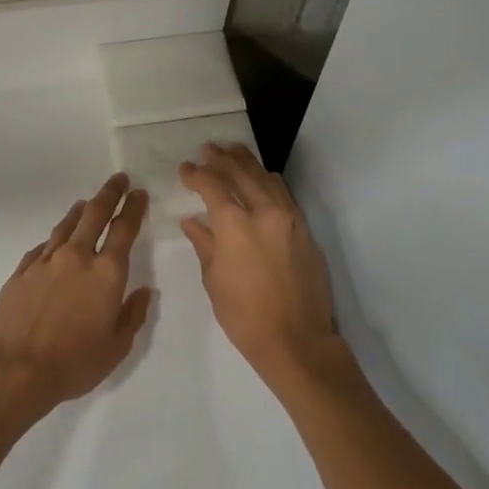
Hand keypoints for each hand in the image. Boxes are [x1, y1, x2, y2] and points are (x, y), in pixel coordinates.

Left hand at [0, 173, 153, 419]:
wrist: (15, 371)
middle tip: (118, 179)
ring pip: (66, 225)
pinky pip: (43, 246)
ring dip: (80, 210)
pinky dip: (55, 238)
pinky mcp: (21, 271)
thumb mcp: (116, 347)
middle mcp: (77, 257)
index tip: (138, 193)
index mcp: (106, 273)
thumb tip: (144, 290)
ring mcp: (45, 261)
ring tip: (86, 203)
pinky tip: (56, 241)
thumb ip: (133, 315)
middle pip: (94, 213)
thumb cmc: (74, 363)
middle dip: (109, 193)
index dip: (133, 208)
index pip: (124, 229)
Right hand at [179, 143, 338, 387]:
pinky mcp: (304, 229)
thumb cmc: (245, 316)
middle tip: (208, 148)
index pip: (212, 186)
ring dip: (247, 163)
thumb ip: (204, 244)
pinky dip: (269, 181)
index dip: (196, 174)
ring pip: (266, 178)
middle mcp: (264, 212)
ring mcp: (288, 218)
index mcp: (234, 225)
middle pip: (241, 173)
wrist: (297, 339)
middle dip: (222, 158)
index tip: (185, 169)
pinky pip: (284, 194)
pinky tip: (263, 178)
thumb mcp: (214, 280)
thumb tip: (193, 221)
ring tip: (233, 151)